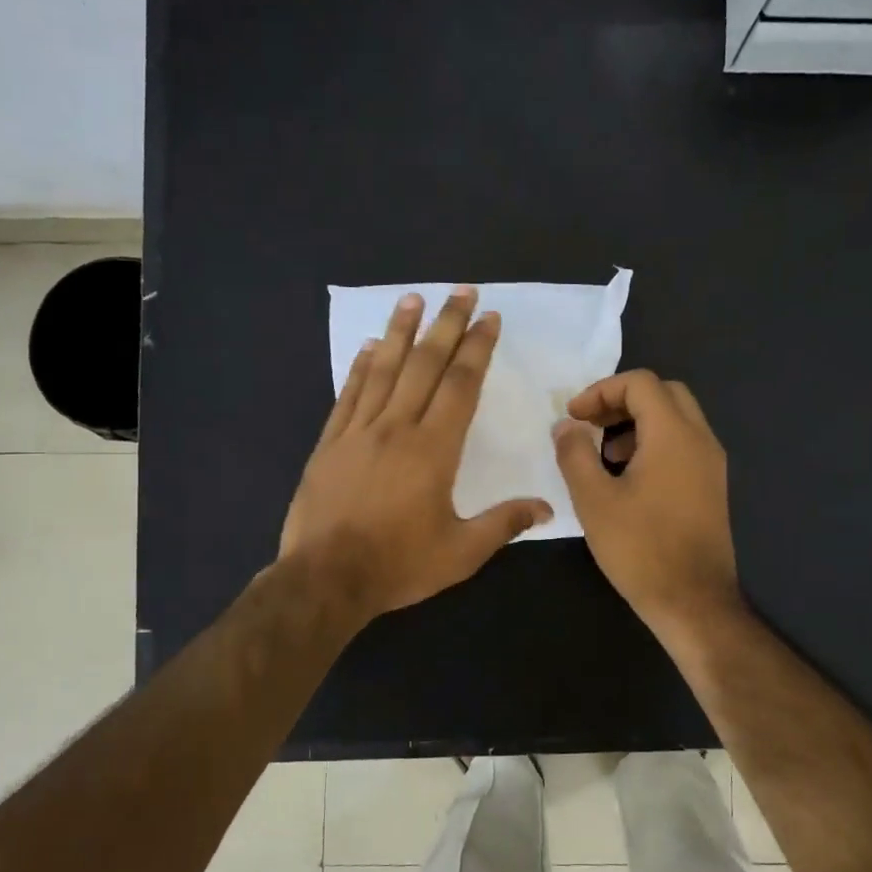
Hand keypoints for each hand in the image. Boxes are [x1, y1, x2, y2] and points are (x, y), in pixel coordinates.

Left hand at [281, 286, 552, 622]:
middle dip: (446, 325)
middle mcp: (396, 428)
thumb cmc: (398, 565)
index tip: (489, 319)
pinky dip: (359, 368)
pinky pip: (348, 395)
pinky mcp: (329, 444)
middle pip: (424, 365)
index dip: (477, 348)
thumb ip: (504, 524)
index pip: (460, 385)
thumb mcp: (461, 553)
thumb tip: (546, 507)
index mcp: (433, 450)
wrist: (325, 579)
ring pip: (382, 370)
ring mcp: (357, 433)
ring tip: (412, 298)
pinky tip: (367, 347)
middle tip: (461, 292)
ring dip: (400, 332)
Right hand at [552, 370, 741, 638]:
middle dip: (622, 401)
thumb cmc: (640, 549)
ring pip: (676, 419)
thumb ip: (575, 454)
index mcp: (674, 435)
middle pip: (663, 393)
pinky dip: (654, 444)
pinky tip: (628, 479)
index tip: (573, 417)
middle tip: (590, 426)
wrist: (693, 602)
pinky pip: (683, 445)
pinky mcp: (712, 486)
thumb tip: (566, 426)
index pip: (640, 383)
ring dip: (638, 423)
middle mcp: (700, 440)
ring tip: (605, 455)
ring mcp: (711, 464)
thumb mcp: (594, 500)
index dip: (600, 391)